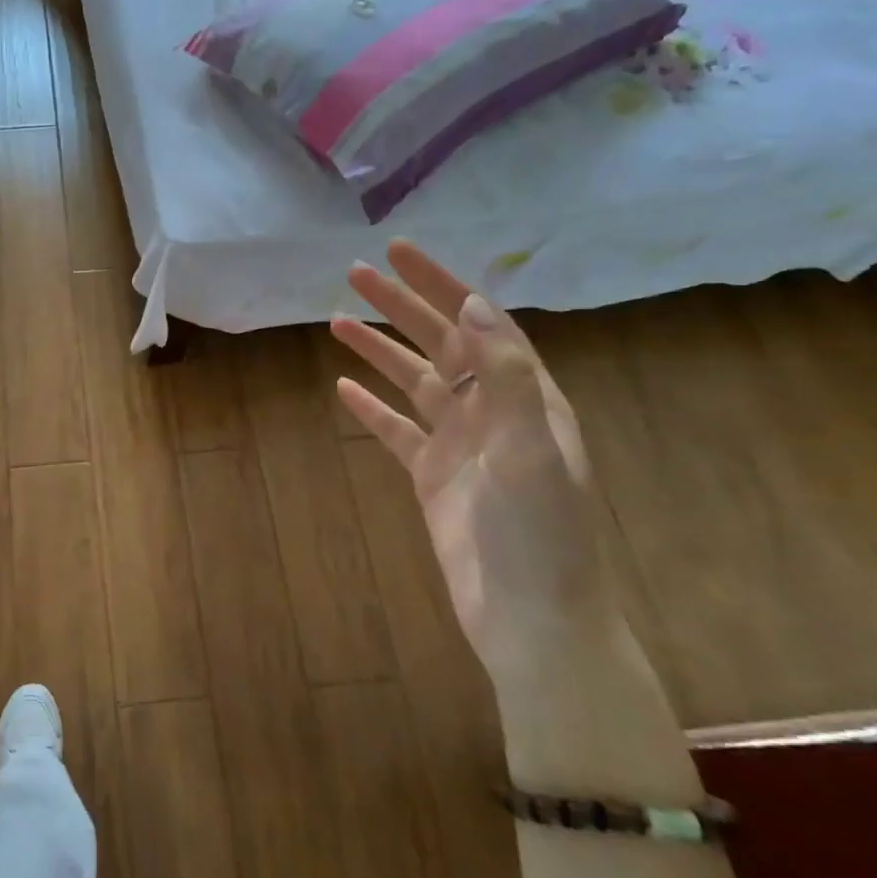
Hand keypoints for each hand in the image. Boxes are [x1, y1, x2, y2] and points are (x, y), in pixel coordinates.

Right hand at [331, 242, 614, 682]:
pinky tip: (343, 388)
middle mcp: (492, 412)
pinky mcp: (433, 477)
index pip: (478, 323)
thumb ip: (504, 377)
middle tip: (355, 273)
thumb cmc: (540, 537)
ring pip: (413, 382)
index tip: (400, 254)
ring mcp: (460, 445)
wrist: (532, 623)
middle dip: (401, 305)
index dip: (440, 285)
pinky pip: (396, 430)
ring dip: (378, 349)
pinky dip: (370, 407)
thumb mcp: (531, 450)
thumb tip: (475, 304)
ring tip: (336, 321)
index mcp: (525, 398)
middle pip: (440, 343)